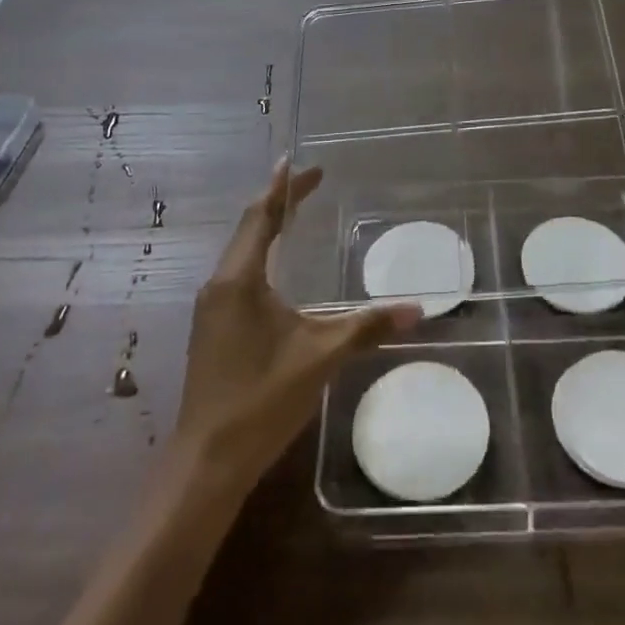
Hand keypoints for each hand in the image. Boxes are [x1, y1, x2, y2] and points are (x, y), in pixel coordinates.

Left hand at [174, 160, 420, 496]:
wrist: (206, 462)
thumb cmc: (261, 400)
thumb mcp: (320, 358)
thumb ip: (367, 328)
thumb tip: (418, 309)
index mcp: (239, 279)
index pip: (262, 216)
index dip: (283, 187)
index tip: (299, 161)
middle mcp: (220, 283)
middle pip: (248, 227)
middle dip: (277, 201)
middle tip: (308, 182)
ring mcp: (211, 307)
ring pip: (240, 250)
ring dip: (266, 226)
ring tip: (292, 212)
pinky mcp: (212, 327)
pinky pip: (236, 272)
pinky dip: (259, 253)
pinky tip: (273, 266)